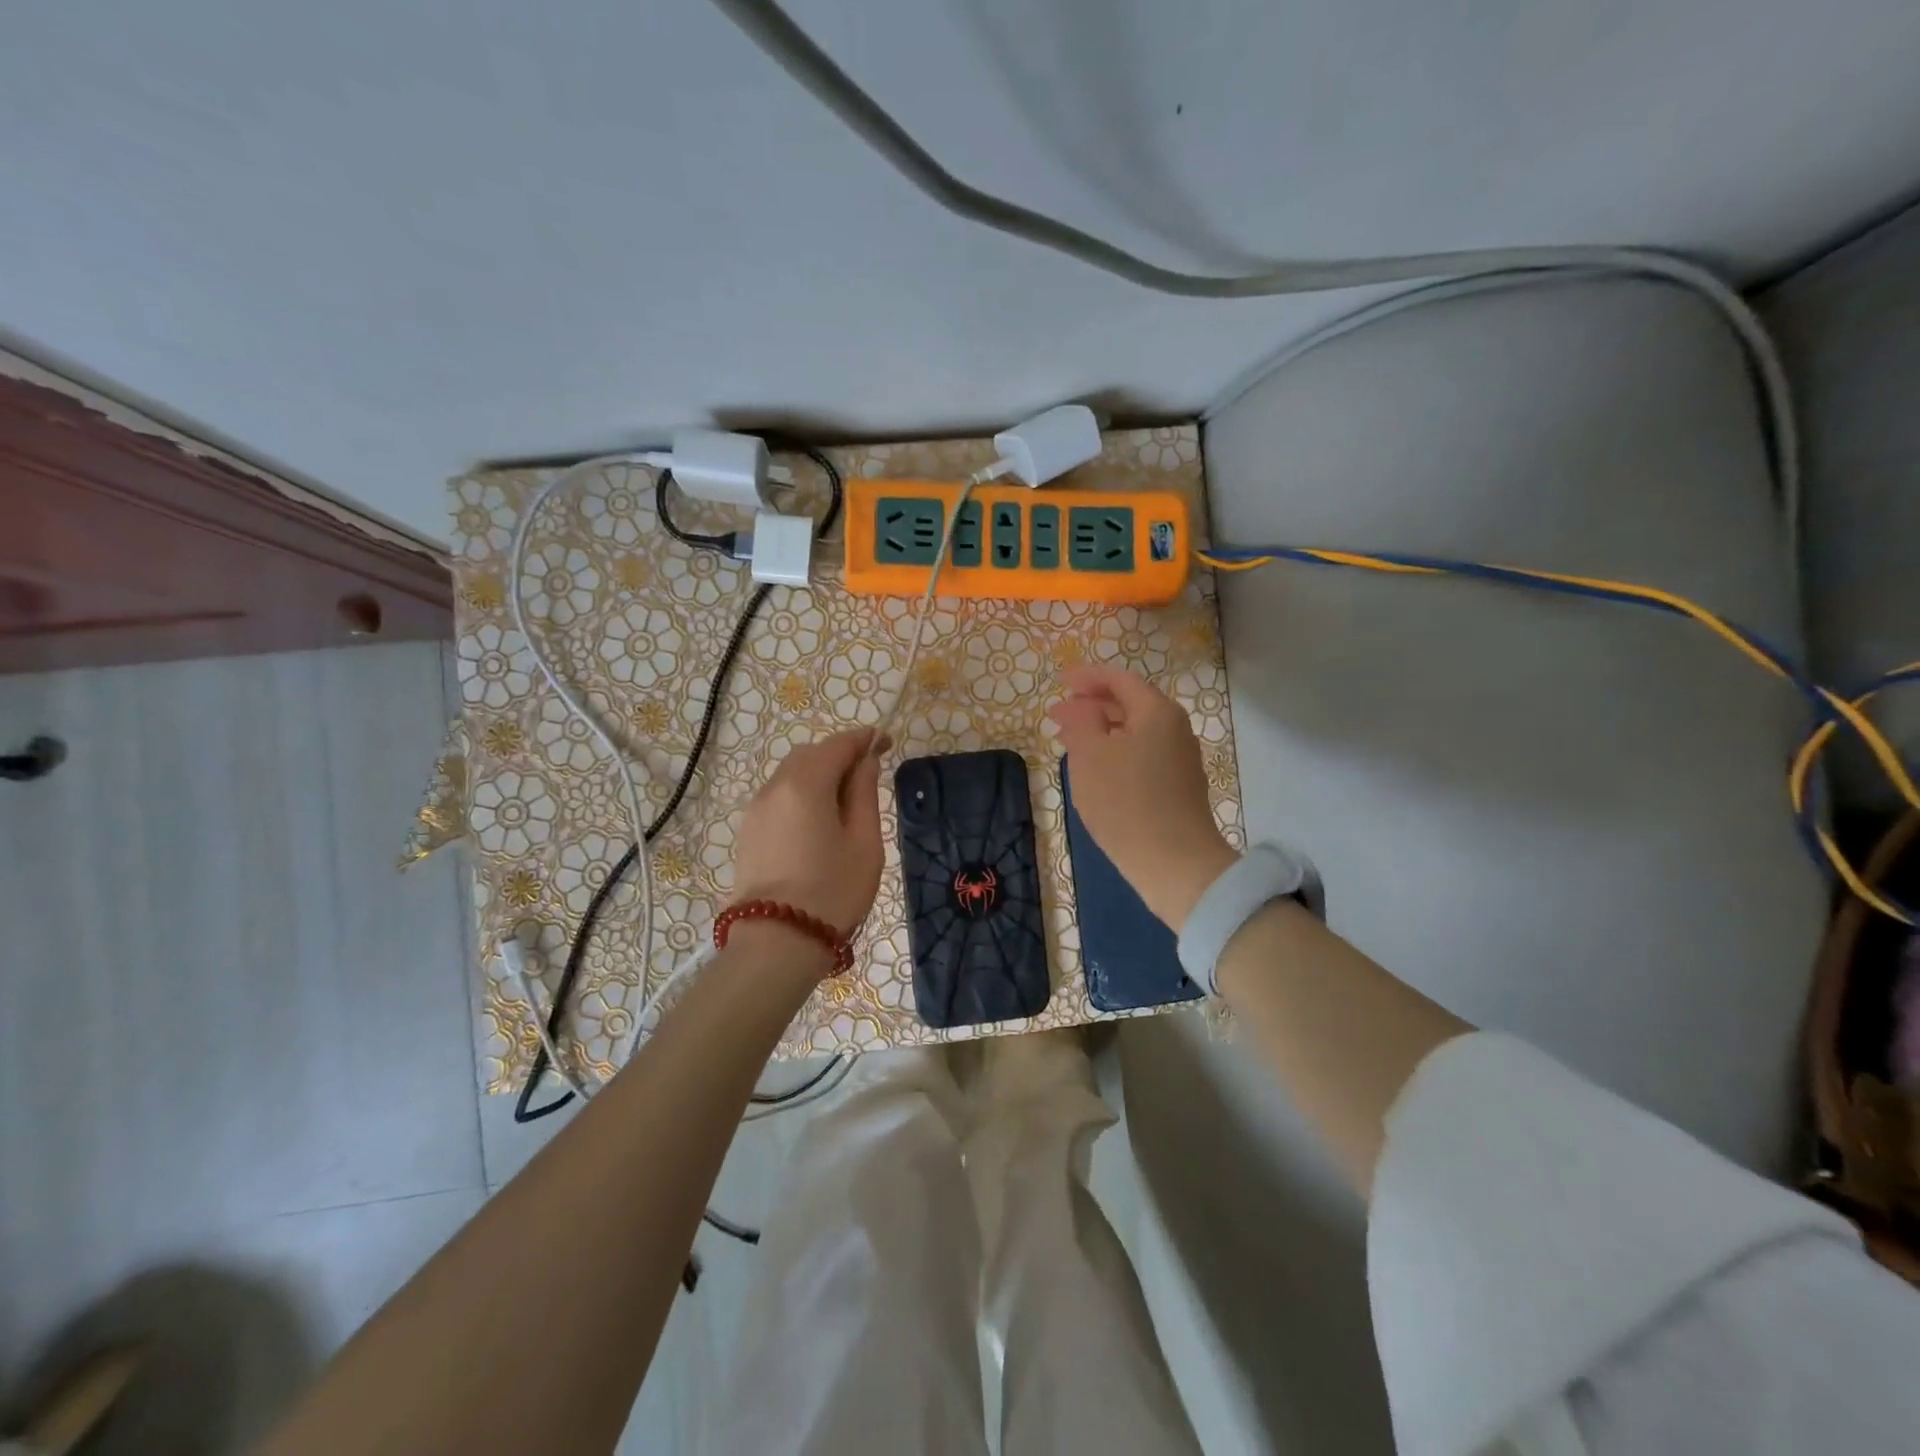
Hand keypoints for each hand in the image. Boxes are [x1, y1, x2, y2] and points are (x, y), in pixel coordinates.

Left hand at [731, 728, 887, 945]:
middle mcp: (774, 787)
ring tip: (843, 802)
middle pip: (809, 755)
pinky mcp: (747, 832)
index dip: (864, 740)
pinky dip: (801, 795)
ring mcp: (755, 810)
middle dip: (838, 756)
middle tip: (867, 776)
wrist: (777, 943)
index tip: (885, 743)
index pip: (837, 745)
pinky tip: (817, 821)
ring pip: (790, 775)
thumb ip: (864, 794)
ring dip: (818, 776)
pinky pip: (778, 798)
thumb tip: (865, 763)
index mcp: (805, 784)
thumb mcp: (864, 842)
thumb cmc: (833, 891)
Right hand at [1049, 665, 1235, 930]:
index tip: (1059, 679)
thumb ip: (1081, 722)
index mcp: (1156, 712)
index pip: (1119, 680)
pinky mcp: (1176, 786)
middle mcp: (1174, 729)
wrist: (1174, 862)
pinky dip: (1113, 751)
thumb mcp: (1091, 755)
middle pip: (1129, 704)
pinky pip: (1140, 754)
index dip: (1087, 676)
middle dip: (1091, 705)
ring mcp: (1179, 759)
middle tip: (1057, 713)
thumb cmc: (1126, 801)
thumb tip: (1079, 708)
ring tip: (1068, 740)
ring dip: (1100, 730)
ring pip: (1133, 732)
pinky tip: (1094, 768)